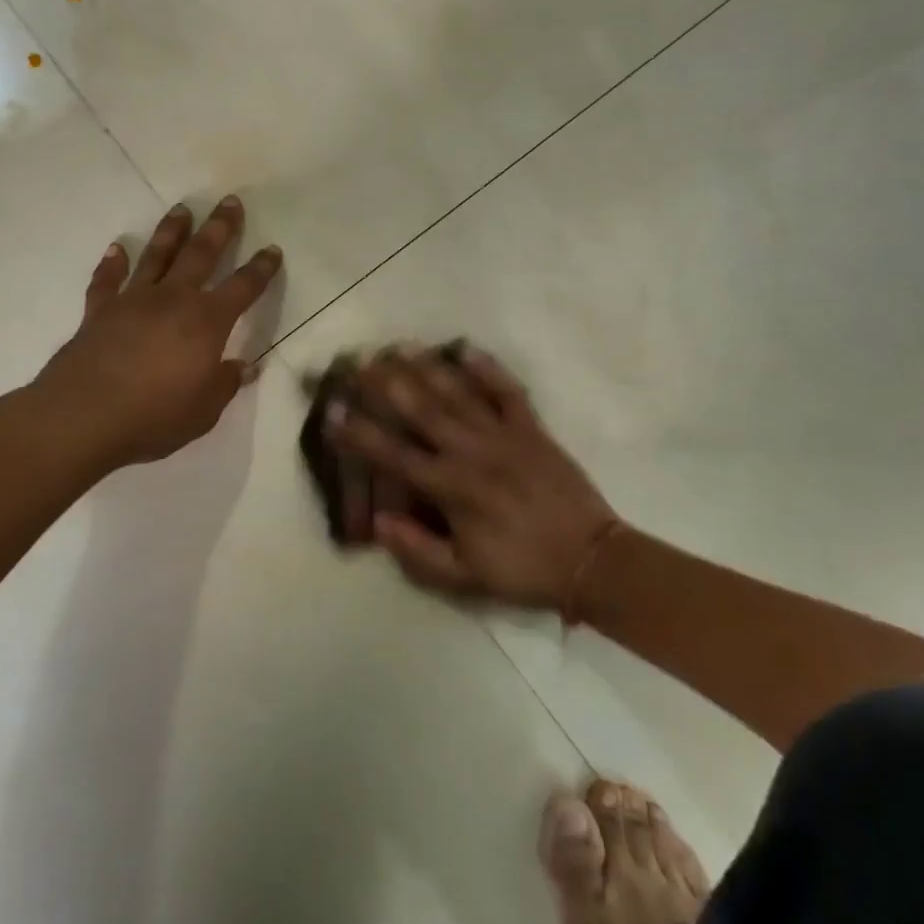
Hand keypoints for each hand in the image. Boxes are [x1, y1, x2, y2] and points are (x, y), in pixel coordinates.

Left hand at [33, 197, 281, 471]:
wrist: (83, 416)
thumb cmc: (154, 416)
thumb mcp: (204, 410)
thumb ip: (225, 384)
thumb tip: (245, 366)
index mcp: (206, 322)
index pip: (243, 288)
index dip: (261, 269)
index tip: (273, 249)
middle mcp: (173, 300)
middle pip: (201, 254)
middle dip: (220, 227)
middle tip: (230, 201)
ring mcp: (133, 301)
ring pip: (156, 256)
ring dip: (171, 231)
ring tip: (182, 209)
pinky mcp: (99, 312)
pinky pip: (107, 280)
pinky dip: (112, 263)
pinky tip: (116, 248)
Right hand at [325, 345, 617, 611]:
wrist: (591, 560)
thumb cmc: (522, 569)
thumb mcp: (465, 577)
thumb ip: (418, 550)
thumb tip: (378, 520)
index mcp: (451, 488)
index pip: (393, 455)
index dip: (358, 433)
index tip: (332, 410)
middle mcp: (471, 452)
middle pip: (420, 410)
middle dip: (385, 384)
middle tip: (359, 360)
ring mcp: (503, 435)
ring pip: (458, 394)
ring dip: (427, 368)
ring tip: (400, 346)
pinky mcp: (532, 429)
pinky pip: (507, 392)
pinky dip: (488, 369)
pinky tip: (466, 349)